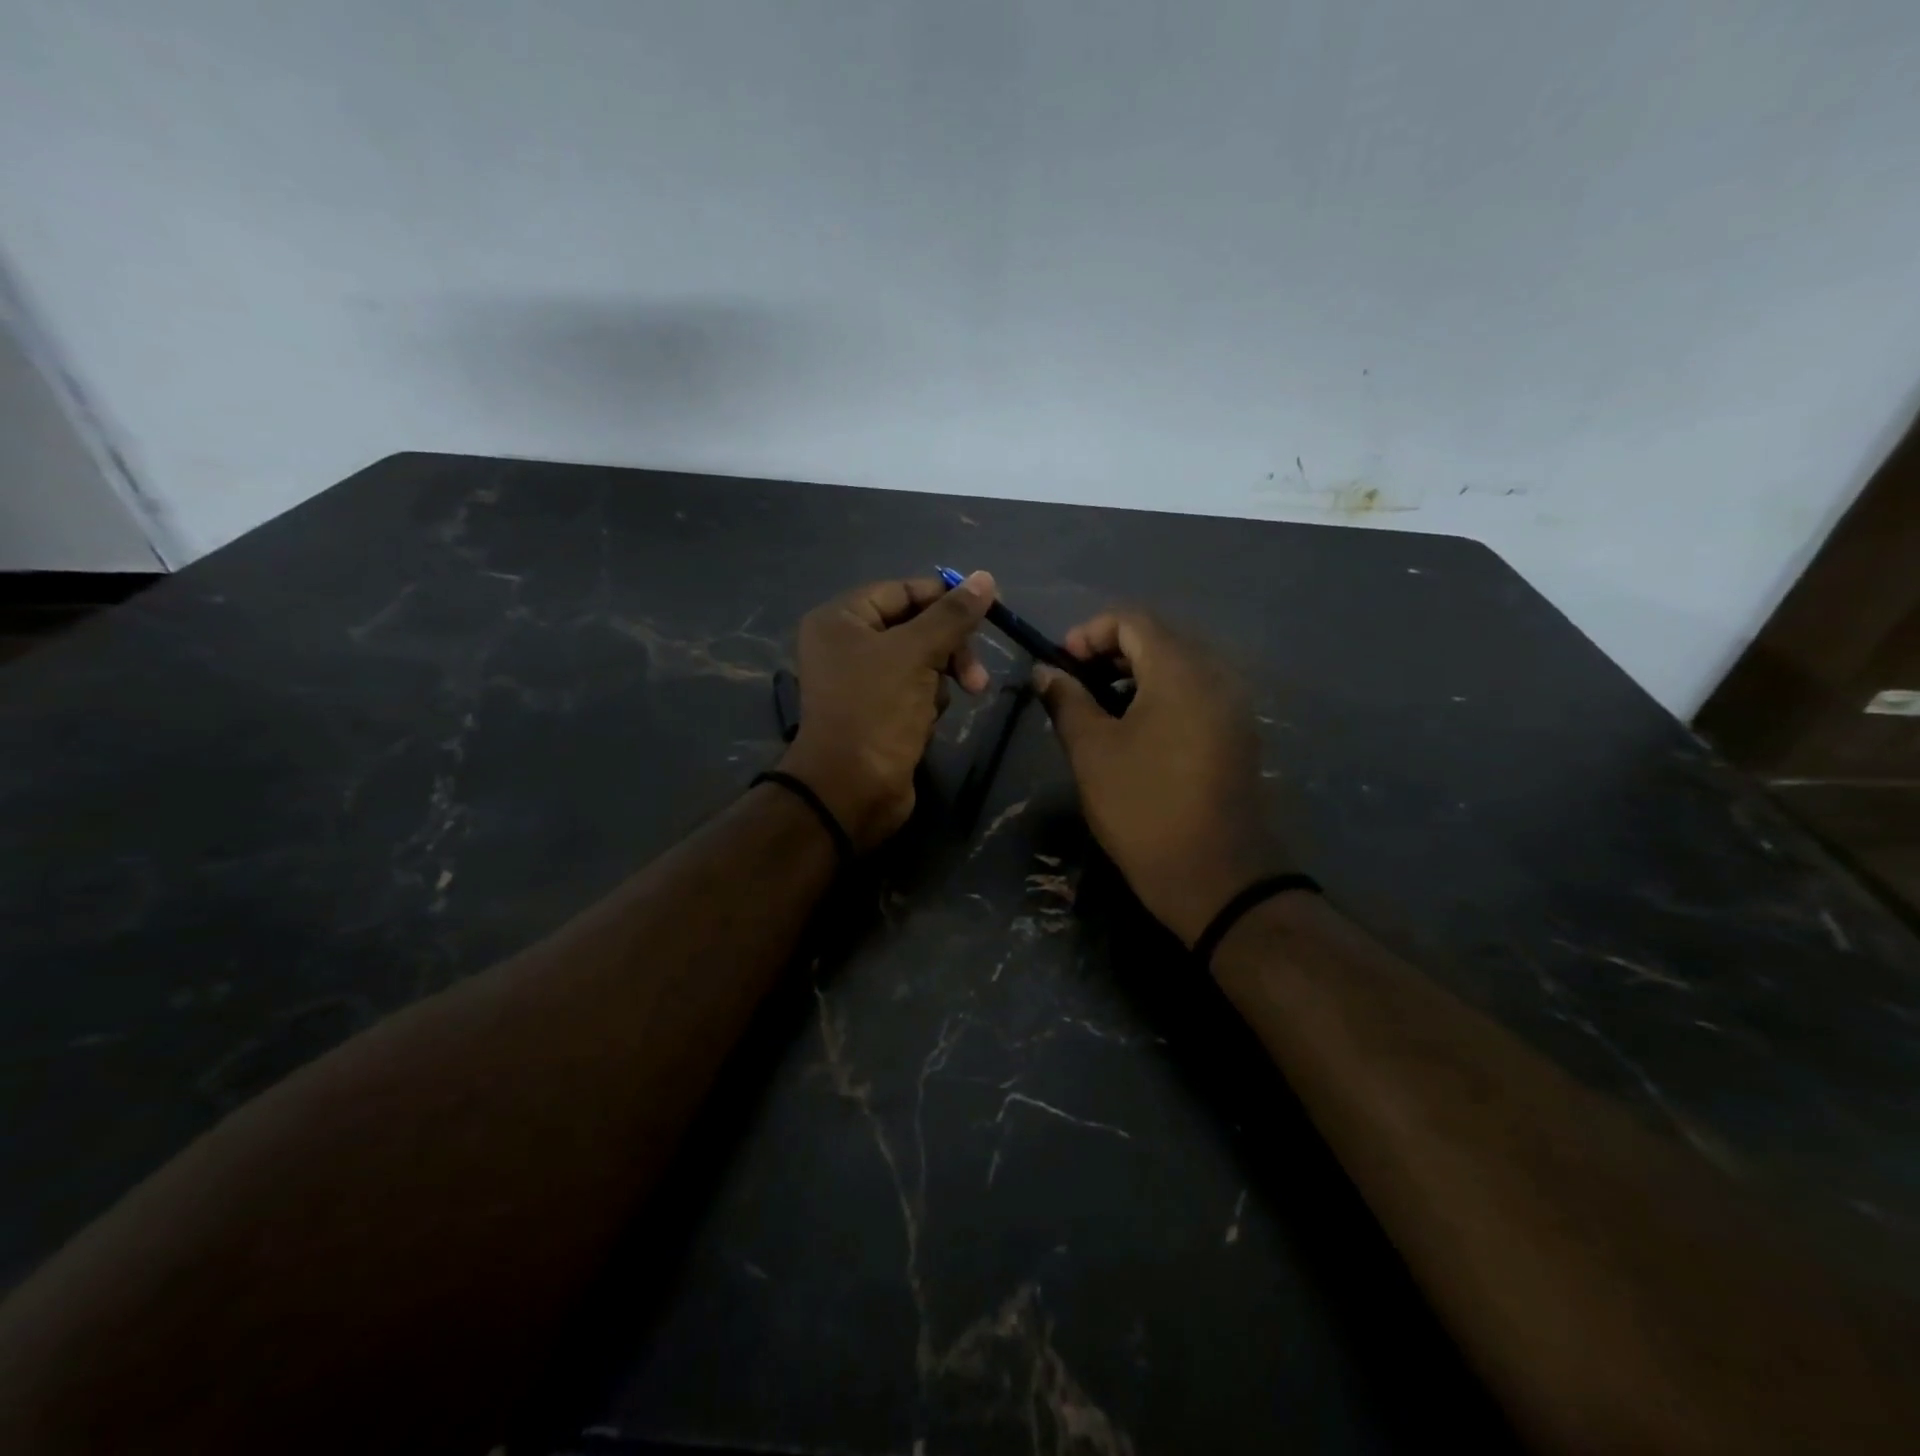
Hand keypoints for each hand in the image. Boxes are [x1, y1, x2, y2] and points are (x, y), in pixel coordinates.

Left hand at [777, 573, 995, 849]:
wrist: (852, 790)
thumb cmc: (876, 711)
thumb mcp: (916, 654)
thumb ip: (952, 615)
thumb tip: (986, 578)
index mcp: (841, 619)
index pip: (903, 591)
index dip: (946, 598)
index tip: (989, 611)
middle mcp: (846, 644)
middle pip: (915, 626)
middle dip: (949, 649)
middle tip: (976, 677)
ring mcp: (861, 680)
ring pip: (921, 660)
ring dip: (939, 679)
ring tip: (937, 706)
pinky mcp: (877, 711)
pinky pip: (914, 689)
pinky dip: (928, 701)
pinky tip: (926, 722)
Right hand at [1033, 611, 1291, 944]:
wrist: (1215, 876)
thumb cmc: (1143, 807)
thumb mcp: (1092, 751)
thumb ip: (1066, 701)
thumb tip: (1046, 672)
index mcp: (1180, 671)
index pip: (1133, 621)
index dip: (1089, 633)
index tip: (1060, 665)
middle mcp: (1215, 676)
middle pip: (1159, 639)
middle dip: (1110, 652)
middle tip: (1074, 684)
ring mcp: (1232, 706)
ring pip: (1178, 667)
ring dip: (1134, 675)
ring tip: (1099, 708)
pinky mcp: (1237, 734)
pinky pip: (1195, 694)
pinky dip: (1160, 696)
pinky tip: (1135, 730)